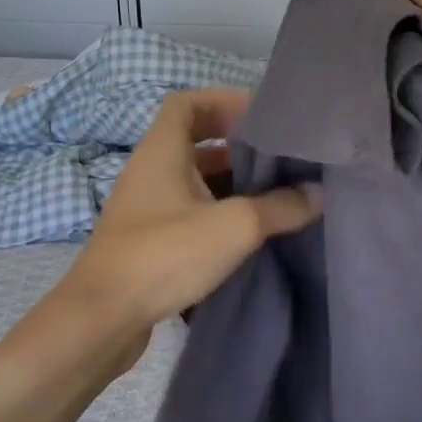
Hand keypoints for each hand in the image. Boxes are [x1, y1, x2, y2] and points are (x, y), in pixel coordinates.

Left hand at [41, 89, 320, 377]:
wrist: (102, 319)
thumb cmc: (165, 254)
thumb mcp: (234, 226)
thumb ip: (280, 207)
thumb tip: (319, 194)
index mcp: (162, 152)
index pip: (186, 103)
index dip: (222, 101)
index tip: (260, 117)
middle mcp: (150, 172)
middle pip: (195, 143)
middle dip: (238, 148)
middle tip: (280, 159)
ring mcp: (146, 209)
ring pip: (194, 182)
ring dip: (231, 185)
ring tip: (275, 196)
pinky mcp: (148, 242)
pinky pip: (189, 214)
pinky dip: (218, 215)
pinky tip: (248, 235)